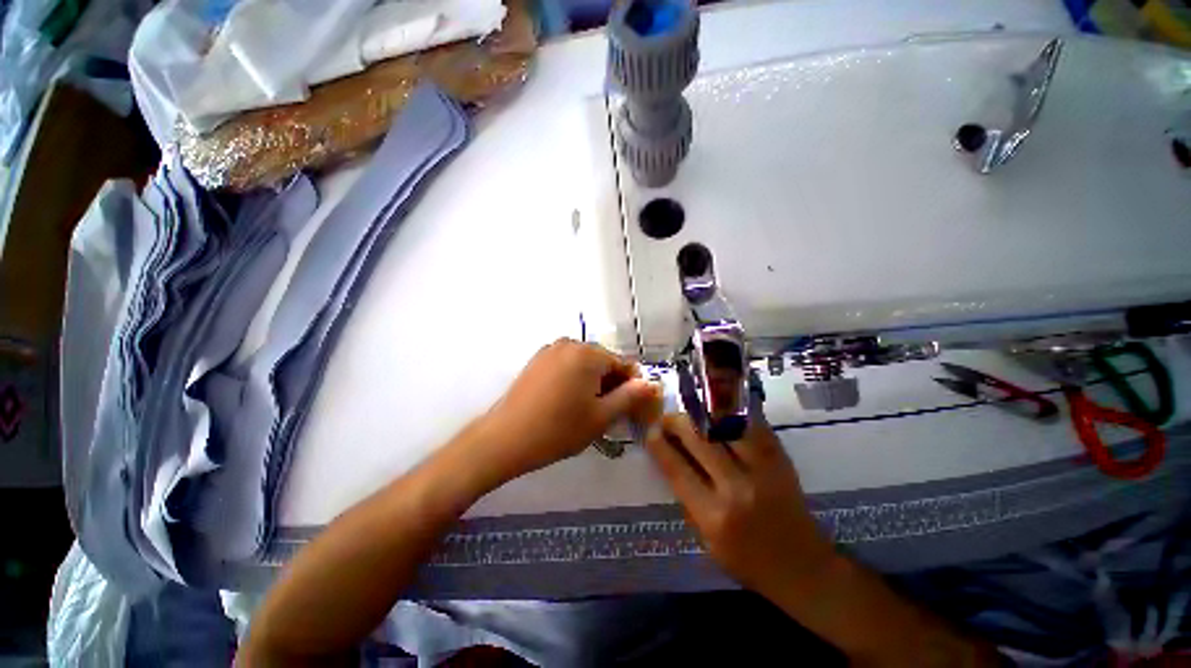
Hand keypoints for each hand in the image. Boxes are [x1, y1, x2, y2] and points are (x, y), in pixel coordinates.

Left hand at [473, 338, 660, 480]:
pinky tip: (567, 401)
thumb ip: (630, 396)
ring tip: (588, 409)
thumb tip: (652, 383)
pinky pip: (566, 365)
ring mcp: (550, 350)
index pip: (623, 364)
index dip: (632, 386)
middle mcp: (570, 343)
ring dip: (593, 382)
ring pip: (584, 364)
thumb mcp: (601, 416)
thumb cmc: (559, 429)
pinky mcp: (537, 360)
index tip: (631, 408)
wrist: (505, 438)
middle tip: (609, 412)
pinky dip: (574, 379)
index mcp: (588, 353)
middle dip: (611, 384)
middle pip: (603, 361)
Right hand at [644, 414, 834, 594]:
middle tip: (668, 419)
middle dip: (676, 422)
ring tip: (692, 413)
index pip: (676, 468)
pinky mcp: (781, 459)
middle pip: (698, 438)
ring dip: (702, 414)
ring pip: (723, 424)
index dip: (659, 444)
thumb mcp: (706, 539)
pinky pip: (750, 424)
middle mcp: (736, 488)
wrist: (804, 568)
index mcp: (713, 516)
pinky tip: (719, 413)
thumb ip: (687, 497)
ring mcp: (762, 469)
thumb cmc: (747, 561)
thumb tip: (670, 455)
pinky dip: (731, 415)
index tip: (651, 431)